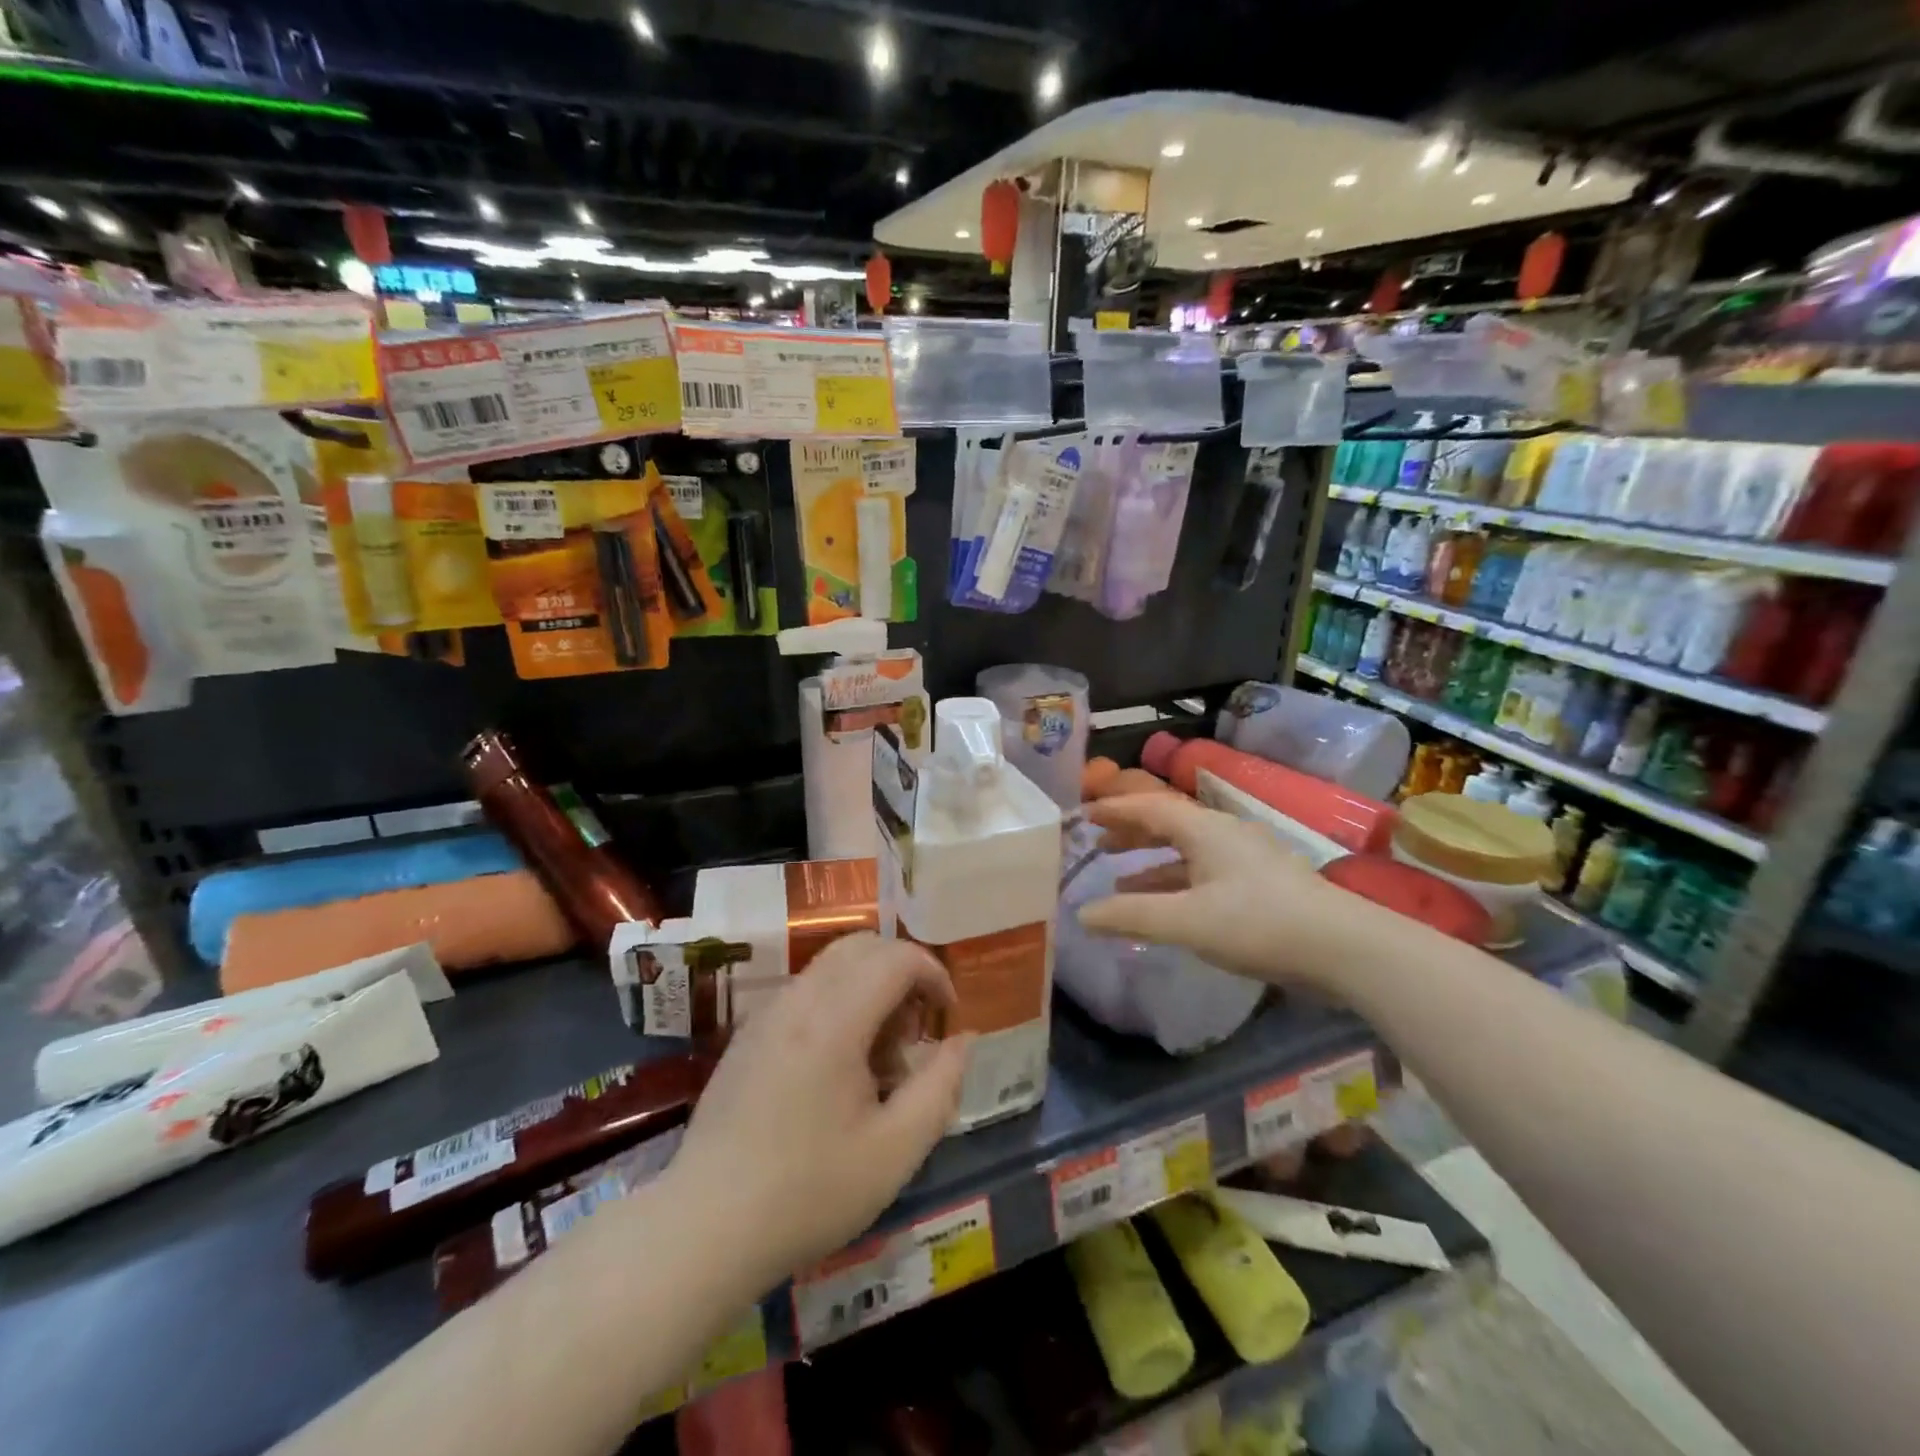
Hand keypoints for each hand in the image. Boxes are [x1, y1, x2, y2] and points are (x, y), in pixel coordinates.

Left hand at [664, 933, 969, 1290]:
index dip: (933, 973)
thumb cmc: (808, 1193)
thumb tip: (962, 1039)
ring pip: (832, 966)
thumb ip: (940, 1086)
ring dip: (869, 989)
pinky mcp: (747, 1034)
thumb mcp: (895, 1151)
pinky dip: (838, 1004)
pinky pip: (805, 991)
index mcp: (833, 1020)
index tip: (947, 1016)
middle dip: (902, 974)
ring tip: (878, 1061)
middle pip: (862, 946)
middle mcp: (797, 1000)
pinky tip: (836, 1070)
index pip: (895, 957)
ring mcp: (765, 1014)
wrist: (704, 1229)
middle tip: (914, 1034)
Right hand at [1077, 794, 1354, 993]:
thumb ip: (1131, 915)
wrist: (1343, 947)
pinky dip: (1176, 882)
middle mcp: (1223, 833)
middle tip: (1095, 843)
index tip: (1081, 815)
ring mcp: (1244, 858)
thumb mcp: (1187, 921)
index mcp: (1204, 829)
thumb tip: (1081, 914)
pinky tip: (1163, 905)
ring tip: (1117, 877)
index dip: (1113, 809)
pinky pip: (1203, 872)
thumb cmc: (1258, 923)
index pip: (1148, 806)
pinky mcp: (1259, 884)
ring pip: (1185, 850)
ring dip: (1150, 860)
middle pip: (1167, 822)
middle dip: (1129, 831)